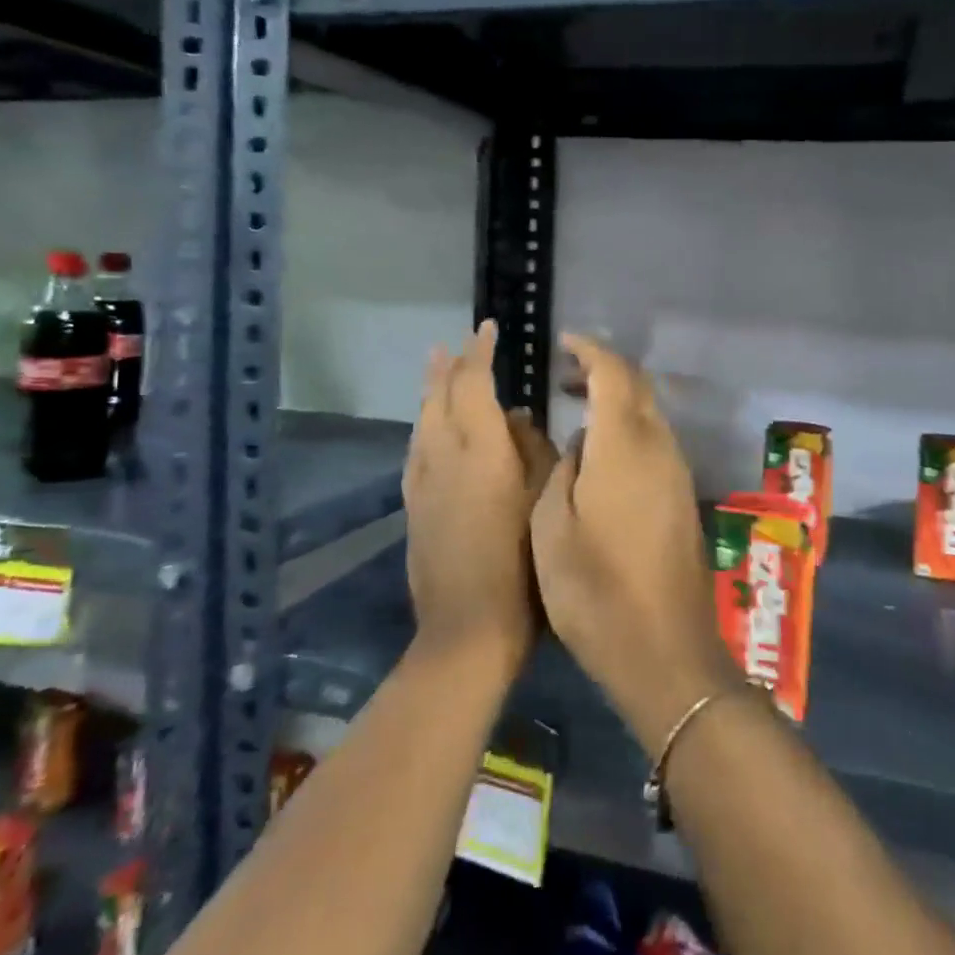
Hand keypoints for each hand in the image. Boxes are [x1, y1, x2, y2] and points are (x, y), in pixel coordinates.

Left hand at [405, 320, 557, 665]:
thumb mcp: (543, 499)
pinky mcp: (412, 504)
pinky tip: (426, 424)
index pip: (475, 384)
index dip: (481, 352)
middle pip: (442, 396)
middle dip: (452, 365)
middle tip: (458, 342)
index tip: (489, 327)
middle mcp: (445, 455)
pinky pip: (415, 447)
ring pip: (423, 419)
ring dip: (431, 389)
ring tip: (436, 365)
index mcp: (482, 449)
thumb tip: (516, 417)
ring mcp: (422, 480)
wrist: (467, 628)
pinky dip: (423, 423)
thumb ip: (532, 450)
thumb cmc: (522, 563)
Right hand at [532, 334, 739, 752]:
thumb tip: (580, 443)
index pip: (614, 373)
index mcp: (624, 446)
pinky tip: (602, 454)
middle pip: (638, 387)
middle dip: (604, 370)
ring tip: (577, 411)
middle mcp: (659, 447)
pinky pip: (656, 441)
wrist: (664, 649)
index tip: (564, 343)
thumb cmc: (594, 590)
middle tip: (565, 375)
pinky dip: (629, 428)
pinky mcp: (683, 497)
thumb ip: (563, 470)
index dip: (590, 350)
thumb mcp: (552, 528)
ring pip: (650, 414)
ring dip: (618, 400)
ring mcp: (677, 472)